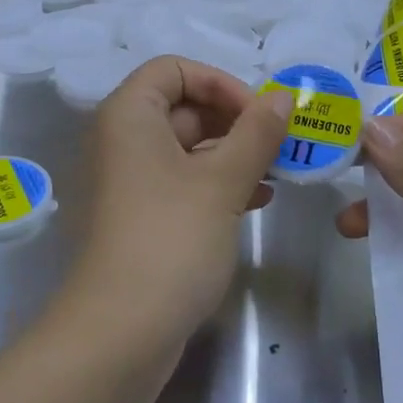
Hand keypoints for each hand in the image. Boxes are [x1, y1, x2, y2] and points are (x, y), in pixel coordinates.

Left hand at [62, 56, 293, 352]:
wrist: (119, 334)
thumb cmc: (171, 239)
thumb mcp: (222, 181)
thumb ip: (257, 132)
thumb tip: (283, 96)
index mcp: (129, 115)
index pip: (175, 69)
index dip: (220, 83)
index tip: (259, 115)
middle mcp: (121, 140)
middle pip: (182, 106)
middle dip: (234, 121)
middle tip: (279, 145)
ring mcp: (127, 181)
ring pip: (186, 147)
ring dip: (232, 154)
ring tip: (276, 174)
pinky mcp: (139, 216)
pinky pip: (181, 181)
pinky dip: (216, 183)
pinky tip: (255, 200)